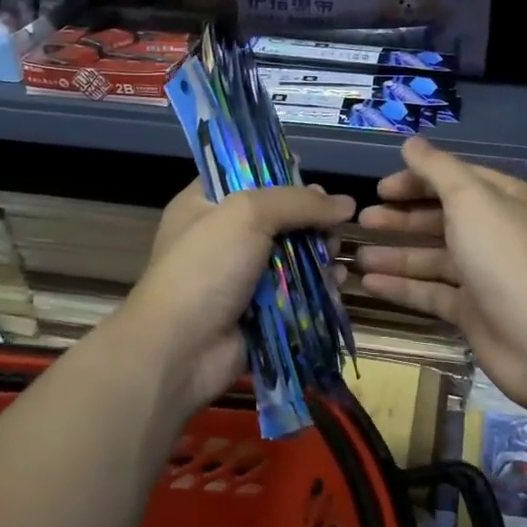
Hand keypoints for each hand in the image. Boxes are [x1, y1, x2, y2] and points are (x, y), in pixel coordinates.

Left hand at [120, 179, 355, 411]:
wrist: (179, 351)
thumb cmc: (205, 268)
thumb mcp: (247, 215)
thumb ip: (298, 202)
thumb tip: (347, 203)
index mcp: (205, 204)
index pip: (247, 175)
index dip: (282, 176)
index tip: (314, 184)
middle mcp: (223, 236)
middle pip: (280, 218)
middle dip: (311, 222)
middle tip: (332, 229)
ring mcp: (242, 277)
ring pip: (294, 256)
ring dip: (320, 256)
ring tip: (336, 259)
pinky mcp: (260, 311)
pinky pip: (298, 293)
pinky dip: (318, 288)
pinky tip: (336, 285)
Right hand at [357, 136, 526, 412]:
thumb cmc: (506, 256)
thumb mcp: (470, 199)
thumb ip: (437, 169)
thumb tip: (411, 142)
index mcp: (503, 200)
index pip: (454, 180)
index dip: (416, 180)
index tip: (380, 189)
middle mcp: (495, 233)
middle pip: (441, 218)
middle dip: (401, 218)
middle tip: (362, 220)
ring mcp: (484, 275)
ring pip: (433, 258)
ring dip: (396, 255)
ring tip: (356, 256)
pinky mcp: (473, 312)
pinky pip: (431, 293)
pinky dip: (402, 287)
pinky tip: (369, 284)